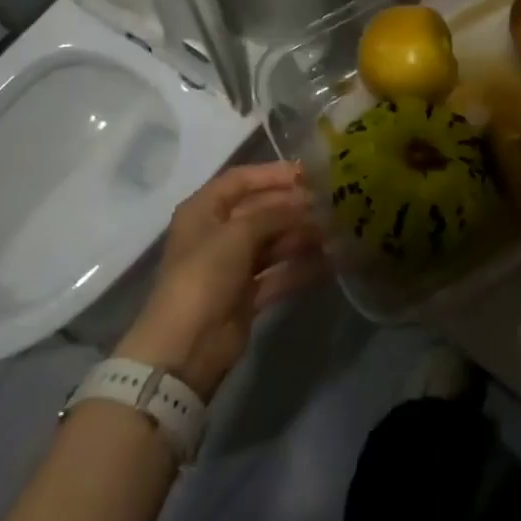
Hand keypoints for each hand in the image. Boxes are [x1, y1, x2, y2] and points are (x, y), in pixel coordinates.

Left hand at [116, 162, 328, 399]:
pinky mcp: (246, 294)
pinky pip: (278, 272)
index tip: (310, 173)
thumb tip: (308, 203)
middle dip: (294, 207)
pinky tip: (330, 262)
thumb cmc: (205, 275)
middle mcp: (217, 232)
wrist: (186, 346)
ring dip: (301, 236)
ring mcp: (232, 265)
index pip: (241, 179)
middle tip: (331, 204)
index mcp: (204, 210)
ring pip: (272, 241)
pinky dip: (301, 267)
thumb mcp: (239, 234)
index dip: (273, 173)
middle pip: (260, 210)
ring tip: (335, 231)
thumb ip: (275, 213)